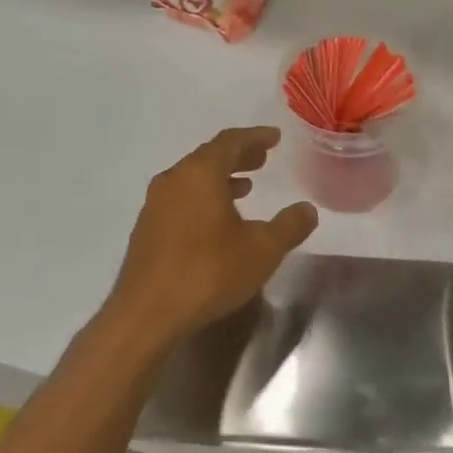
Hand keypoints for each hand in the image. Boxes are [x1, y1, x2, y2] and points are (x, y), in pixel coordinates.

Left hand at [106, 126, 317, 347]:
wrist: (145, 315)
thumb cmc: (207, 272)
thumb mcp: (262, 250)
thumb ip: (289, 226)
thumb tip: (308, 209)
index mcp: (200, 173)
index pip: (231, 141)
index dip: (255, 137)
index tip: (275, 137)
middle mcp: (174, 179)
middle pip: (209, 156)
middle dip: (239, 156)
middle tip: (263, 158)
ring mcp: (155, 204)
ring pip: (193, 179)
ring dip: (220, 178)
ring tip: (245, 188)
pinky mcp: (146, 230)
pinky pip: (181, 199)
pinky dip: (203, 198)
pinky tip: (216, 221)